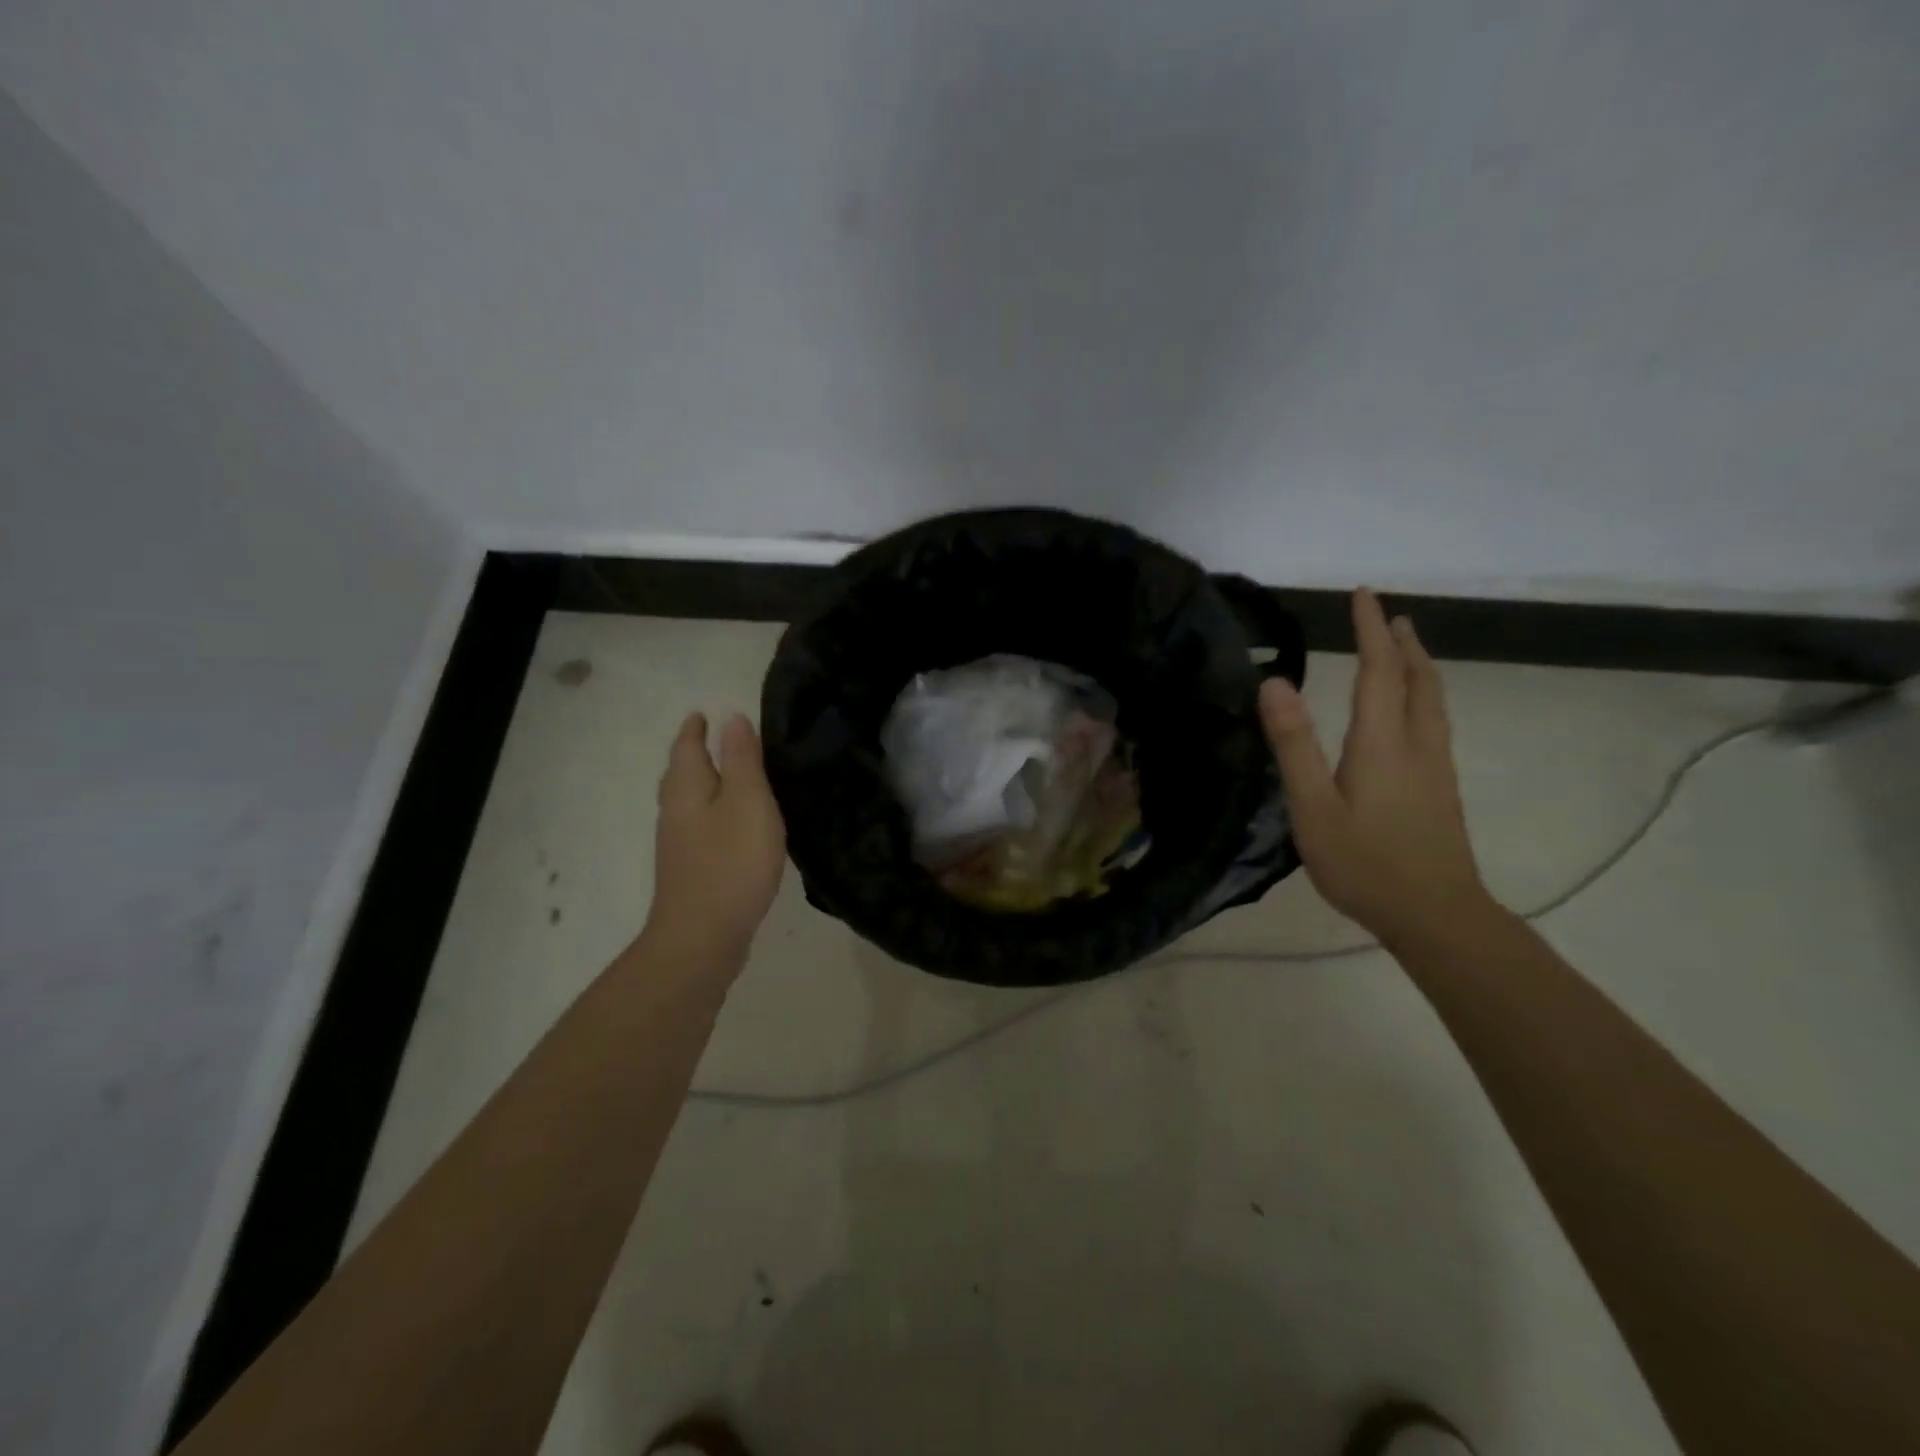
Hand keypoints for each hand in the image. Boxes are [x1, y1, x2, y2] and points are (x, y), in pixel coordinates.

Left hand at [642, 712, 786, 966]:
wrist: (702, 938)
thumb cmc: (731, 862)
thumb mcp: (748, 802)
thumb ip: (742, 760)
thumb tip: (732, 719)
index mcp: (687, 789)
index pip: (687, 747)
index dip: (696, 729)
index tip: (703, 713)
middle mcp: (675, 812)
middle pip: (681, 773)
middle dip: (693, 753)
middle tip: (711, 738)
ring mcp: (679, 845)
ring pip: (688, 801)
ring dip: (703, 783)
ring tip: (725, 775)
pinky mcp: (691, 870)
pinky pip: (699, 826)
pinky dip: (712, 811)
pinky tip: (730, 824)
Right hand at [1259, 589, 1492, 947]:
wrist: (1436, 915)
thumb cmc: (1364, 863)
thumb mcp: (1313, 807)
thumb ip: (1294, 744)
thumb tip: (1274, 682)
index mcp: (1381, 742)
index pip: (1378, 670)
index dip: (1369, 629)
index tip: (1362, 593)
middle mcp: (1416, 744)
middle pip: (1417, 678)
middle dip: (1401, 641)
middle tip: (1386, 615)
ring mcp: (1435, 767)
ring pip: (1433, 700)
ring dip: (1417, 666)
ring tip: (1403, 648)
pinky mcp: (1441, 788)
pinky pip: (1434, 721)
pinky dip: (1422, 694)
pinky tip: (1410, 711)